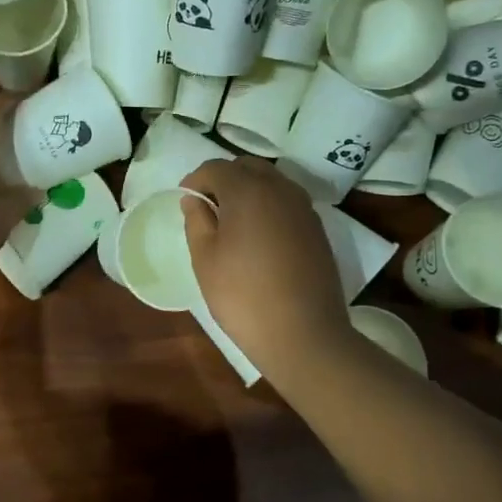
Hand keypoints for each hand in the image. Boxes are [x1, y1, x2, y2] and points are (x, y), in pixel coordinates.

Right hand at [180, 156, 353, 375]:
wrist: (304, 335)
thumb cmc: (243, 296)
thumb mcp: (205, 259)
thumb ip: (197, 221)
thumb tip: (194, 199)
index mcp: (248, 190)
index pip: (216, 167)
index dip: (195, 179)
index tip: (185, 200)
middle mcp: (280, 189)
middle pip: (247, 167)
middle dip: (224, 178)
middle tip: (208, 206)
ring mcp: (304, 208)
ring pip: (271, 182)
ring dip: (249, 190)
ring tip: (232, 221)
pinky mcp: (317, 228)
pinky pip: (287, 202)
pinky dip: (269, 206)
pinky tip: (259, 235)